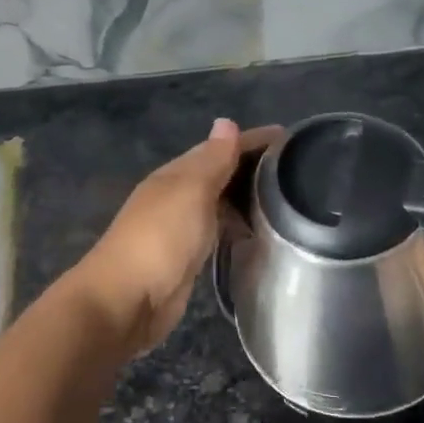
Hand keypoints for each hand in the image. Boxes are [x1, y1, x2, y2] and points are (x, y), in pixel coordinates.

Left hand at [71, 119, 281, 355]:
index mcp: (176, 174)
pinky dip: (236, 224)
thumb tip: (226, 122)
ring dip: (245, 197)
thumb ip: (212, 160)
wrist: (126, 300)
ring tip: (285, 200)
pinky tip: (255, 232)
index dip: (251, 140)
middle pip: (219, 173)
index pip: (219, 148)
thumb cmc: (160, 239)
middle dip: (252, 168)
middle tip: (296, 171)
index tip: (290, 138)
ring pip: (218, 202)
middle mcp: (177, 195)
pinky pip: (217, 230)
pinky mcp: (187, 257)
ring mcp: (180, 227)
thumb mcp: (190, 191)